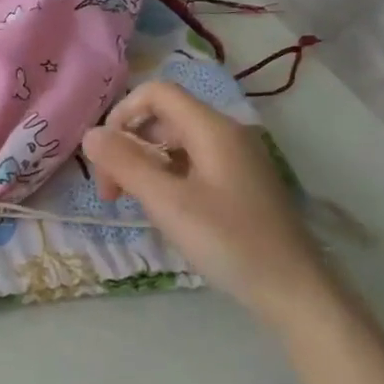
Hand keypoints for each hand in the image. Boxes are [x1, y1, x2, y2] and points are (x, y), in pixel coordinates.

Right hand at [82, 81, 336, 328]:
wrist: (294, 290)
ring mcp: (235, 159)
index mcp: (212, 129)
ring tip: (131, 204)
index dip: (122, 115)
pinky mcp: (239, 184)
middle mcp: (226, 134)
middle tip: (111, 193)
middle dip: (128, 146)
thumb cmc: (229, 242)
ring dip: (144, 165)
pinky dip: (166, 179)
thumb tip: (89, 134)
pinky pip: (192, 165)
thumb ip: (125, 164)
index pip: (156, 93)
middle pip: (163, 118)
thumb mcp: (168, 203)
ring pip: (175, 144)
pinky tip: (162, 212)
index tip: (104, 157)